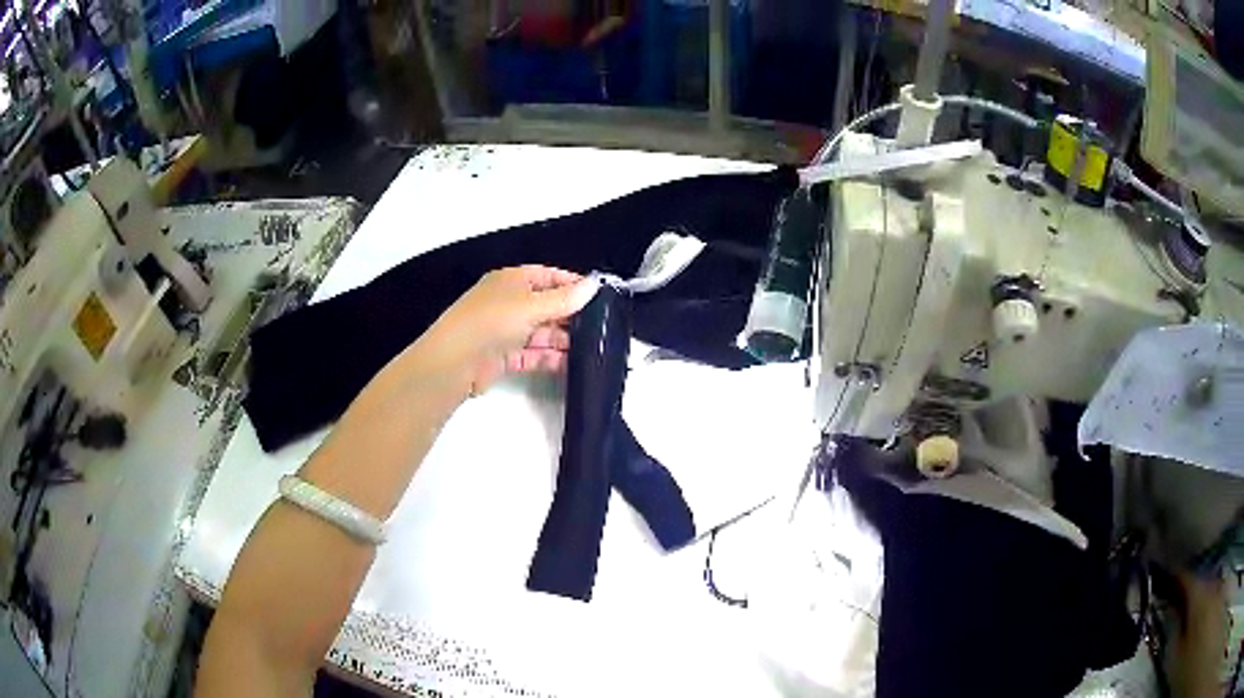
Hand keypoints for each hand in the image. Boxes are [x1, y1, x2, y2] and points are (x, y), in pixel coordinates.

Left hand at [416, 266, 599, 395]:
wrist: (454, 361)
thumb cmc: (492, 321)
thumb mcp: (531, 305)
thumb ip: (564, 298)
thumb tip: (595, 284)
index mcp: (512, 281)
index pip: (548, 276)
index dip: (572, 284)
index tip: (600, 296)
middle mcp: (509, 303)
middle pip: (547, 306)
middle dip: (571, 316)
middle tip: (603, 326)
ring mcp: (506, 331)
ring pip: (542, 333)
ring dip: (564, 340)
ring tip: (594, 348)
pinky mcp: (505, 357)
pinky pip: (533, 354)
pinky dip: (551, 358)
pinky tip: (573, 364)